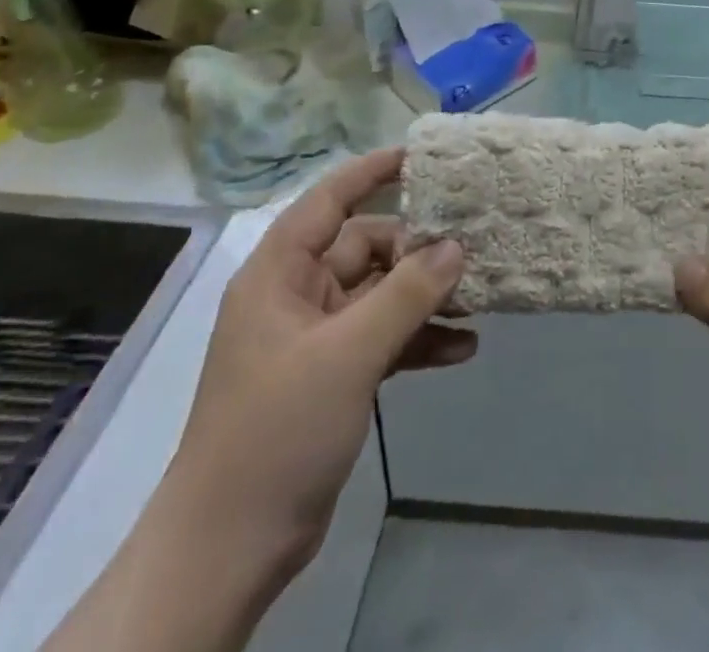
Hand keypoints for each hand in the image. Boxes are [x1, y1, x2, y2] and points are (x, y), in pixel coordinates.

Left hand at [167, 148, 473, 580]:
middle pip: (366, 248)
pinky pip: (384, 339)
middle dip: (418, 251)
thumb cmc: (278, 430)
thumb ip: (406, 294)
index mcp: (280, 275)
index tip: (424, 157)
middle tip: (472, 252)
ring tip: (479, 298)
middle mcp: (297, 296)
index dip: (373, 172)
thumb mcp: (348, 353)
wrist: (229, 550)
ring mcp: (316, 338)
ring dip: (425, 298)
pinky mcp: (333, 377)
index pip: (329, 201)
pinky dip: (419, 340)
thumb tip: (456, 246)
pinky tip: (463, 349)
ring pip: (381, 295)